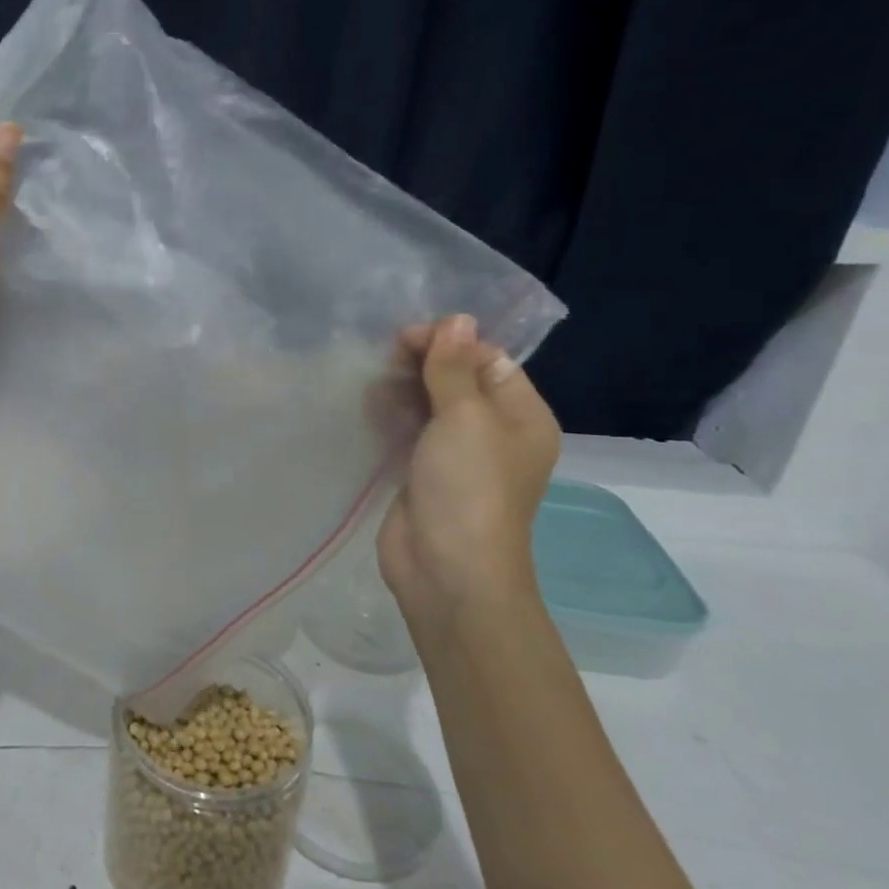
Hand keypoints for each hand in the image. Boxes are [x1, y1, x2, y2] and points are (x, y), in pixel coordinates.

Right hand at [376, 314, 560, 647]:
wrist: (447, 569)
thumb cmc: (468, 487)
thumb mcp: (465, 418)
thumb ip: (454, 368)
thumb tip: (457, 319)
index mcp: (522, 416)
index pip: (488, 360)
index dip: (450, 342)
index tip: (405, 337)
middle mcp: (494, 433)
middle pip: (458, 380)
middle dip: (423, 363)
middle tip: (382, 357)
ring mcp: (457, 456)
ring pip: (430, 406)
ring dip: (403, 388)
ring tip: (370, 380)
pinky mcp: (424, 474)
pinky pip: (410, 432)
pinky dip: (391, 416)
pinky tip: (367, 405)